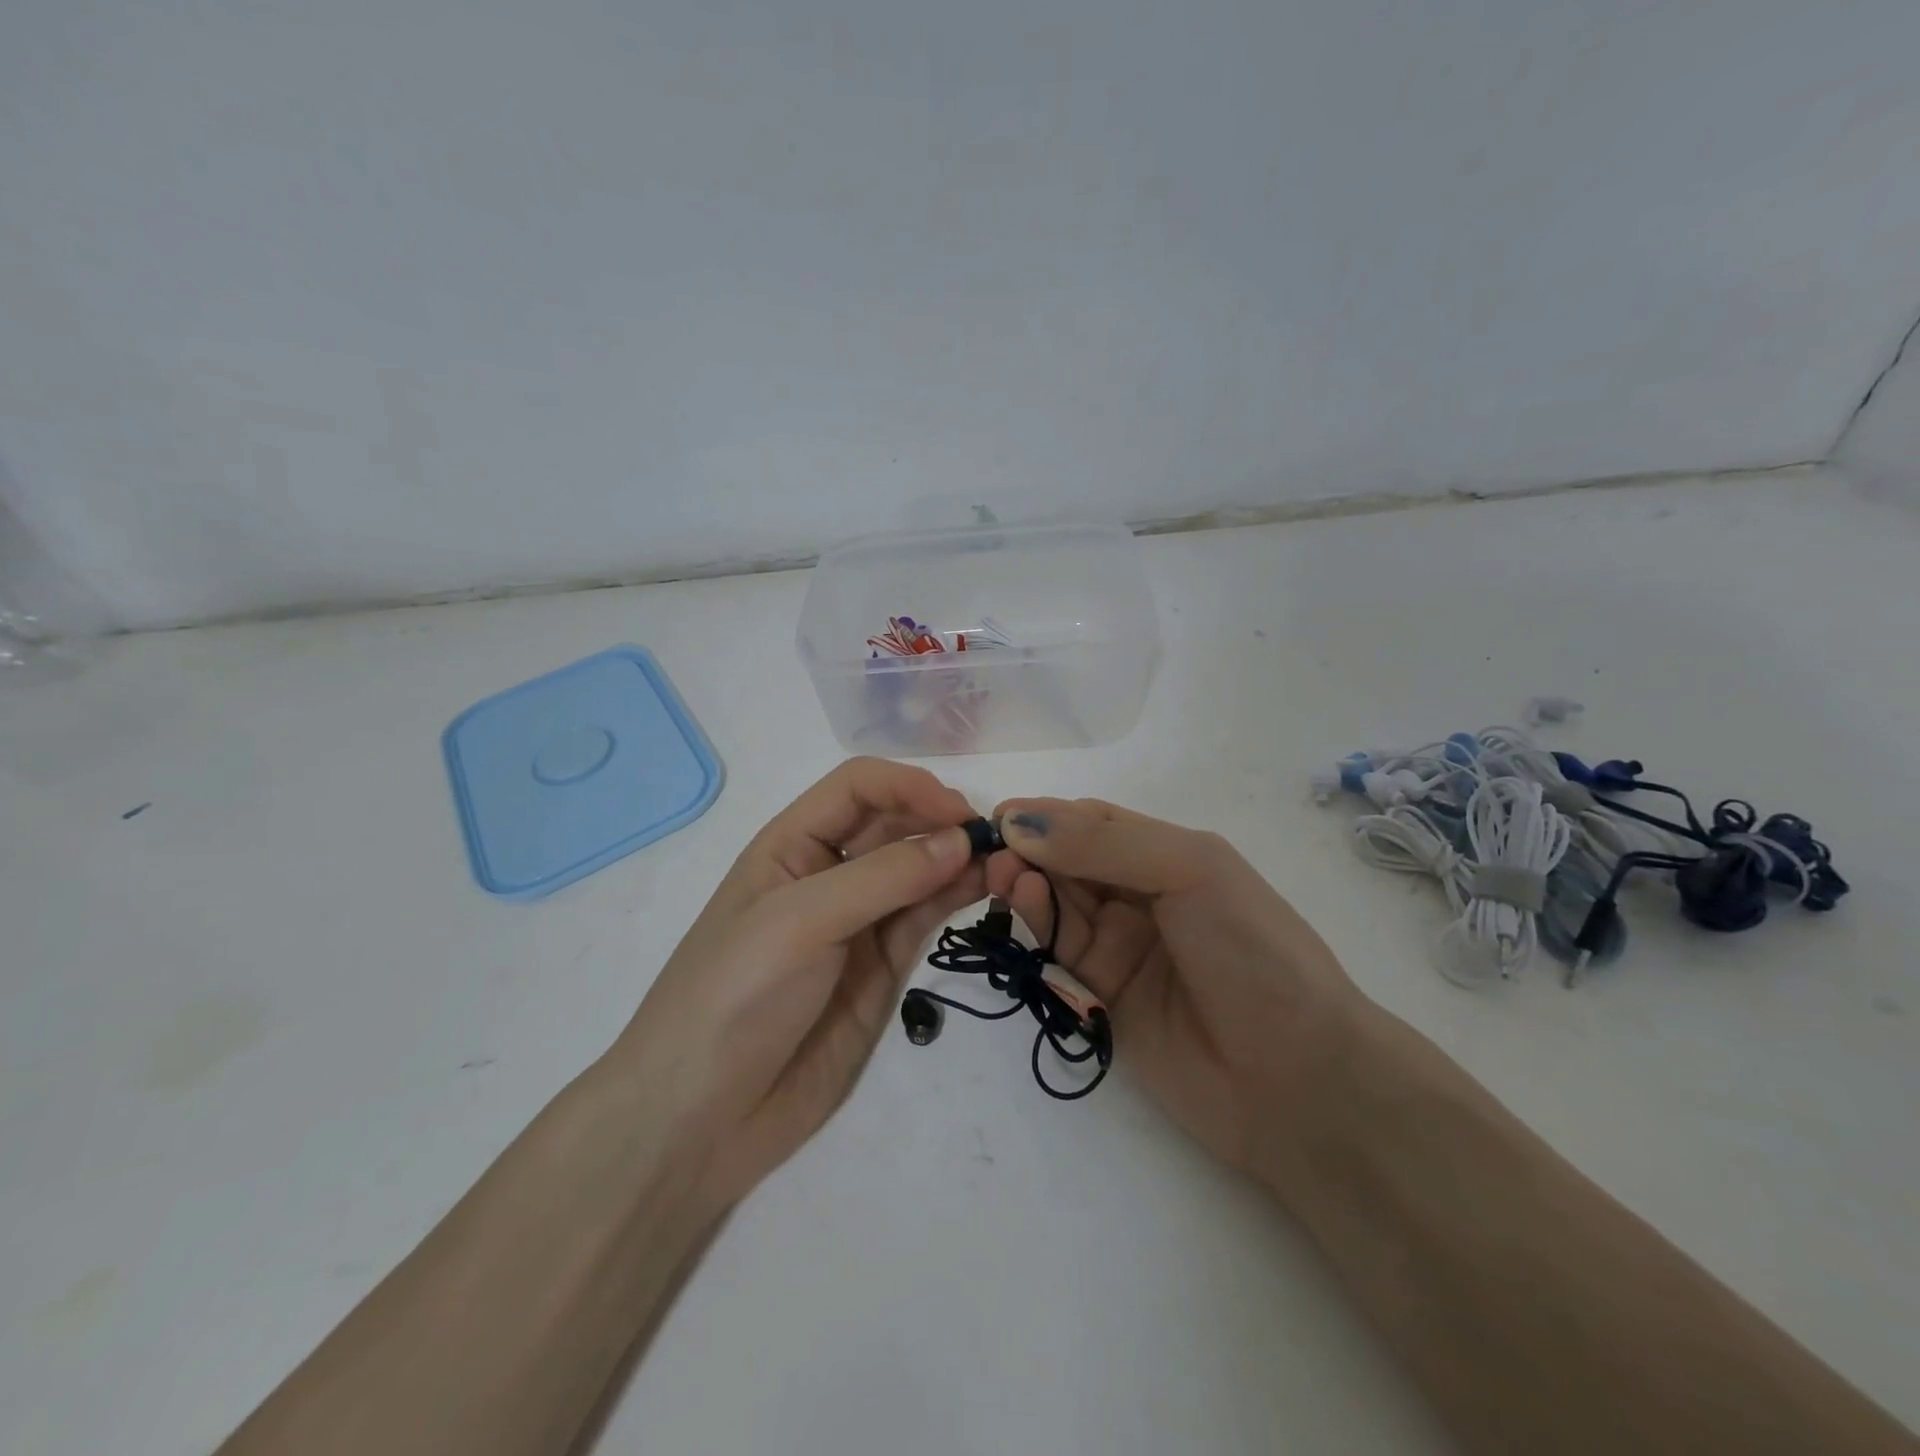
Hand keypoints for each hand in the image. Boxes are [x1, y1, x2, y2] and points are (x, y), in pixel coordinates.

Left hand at [609, 759, 985, 1211]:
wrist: (700, 1118)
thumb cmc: (735, 995)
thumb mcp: (800, 922)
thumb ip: (883, 878)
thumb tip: (961, 839)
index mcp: (791, 844)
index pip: (858, 788)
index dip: (908, 787)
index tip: (957, 813)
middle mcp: (827, 873)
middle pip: (893, 824)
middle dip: (940, 821)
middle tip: (994, 839)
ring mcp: (857, 922)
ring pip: (917, 870)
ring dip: (957, 859)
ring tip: (1004, 863)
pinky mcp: (881, 967)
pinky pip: (923, 917)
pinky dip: (954, 898)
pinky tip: (984, 888)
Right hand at [987, 799, 1366, 1190]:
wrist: (1298, 1078)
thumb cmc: (1252, 949)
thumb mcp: (1190, 870)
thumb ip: (1103, 844)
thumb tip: (1018, 822)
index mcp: (1169, 855)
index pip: (1093, 822)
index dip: (1048, 816)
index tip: (1001, 815)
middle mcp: (1140, 895)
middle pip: (1068, 860)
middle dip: (1030, 849)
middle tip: (993, 850)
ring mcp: (1120, 946)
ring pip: (1057, 902)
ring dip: (1027, 882)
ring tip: (1004, 875)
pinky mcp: (1101, 995)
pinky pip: (1059, 949)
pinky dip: (1037, 922)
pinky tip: (1023, 901)